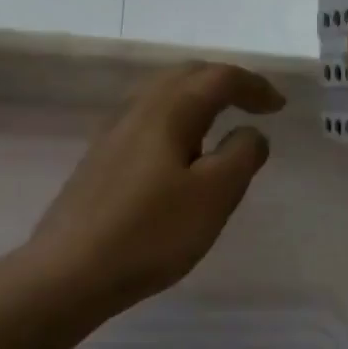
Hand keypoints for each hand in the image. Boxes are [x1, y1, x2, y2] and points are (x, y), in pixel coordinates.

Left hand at [23, 62, 285, 314]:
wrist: (68, 273)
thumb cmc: (151, 233)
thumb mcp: (214, 196)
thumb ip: (242, 155)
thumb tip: (250, 133)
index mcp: (169, 111)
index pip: (218, 78)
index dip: (254, 86)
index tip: (279, 107)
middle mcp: (138, 110)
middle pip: (186, 75)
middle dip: (225, 82)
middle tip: (254, 104)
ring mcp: (113, 133)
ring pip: (162, 94)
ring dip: (198, 96)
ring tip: (221, 120)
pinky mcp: (100, 158)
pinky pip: (147, 117)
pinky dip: (177, 116)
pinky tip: (179, 149)